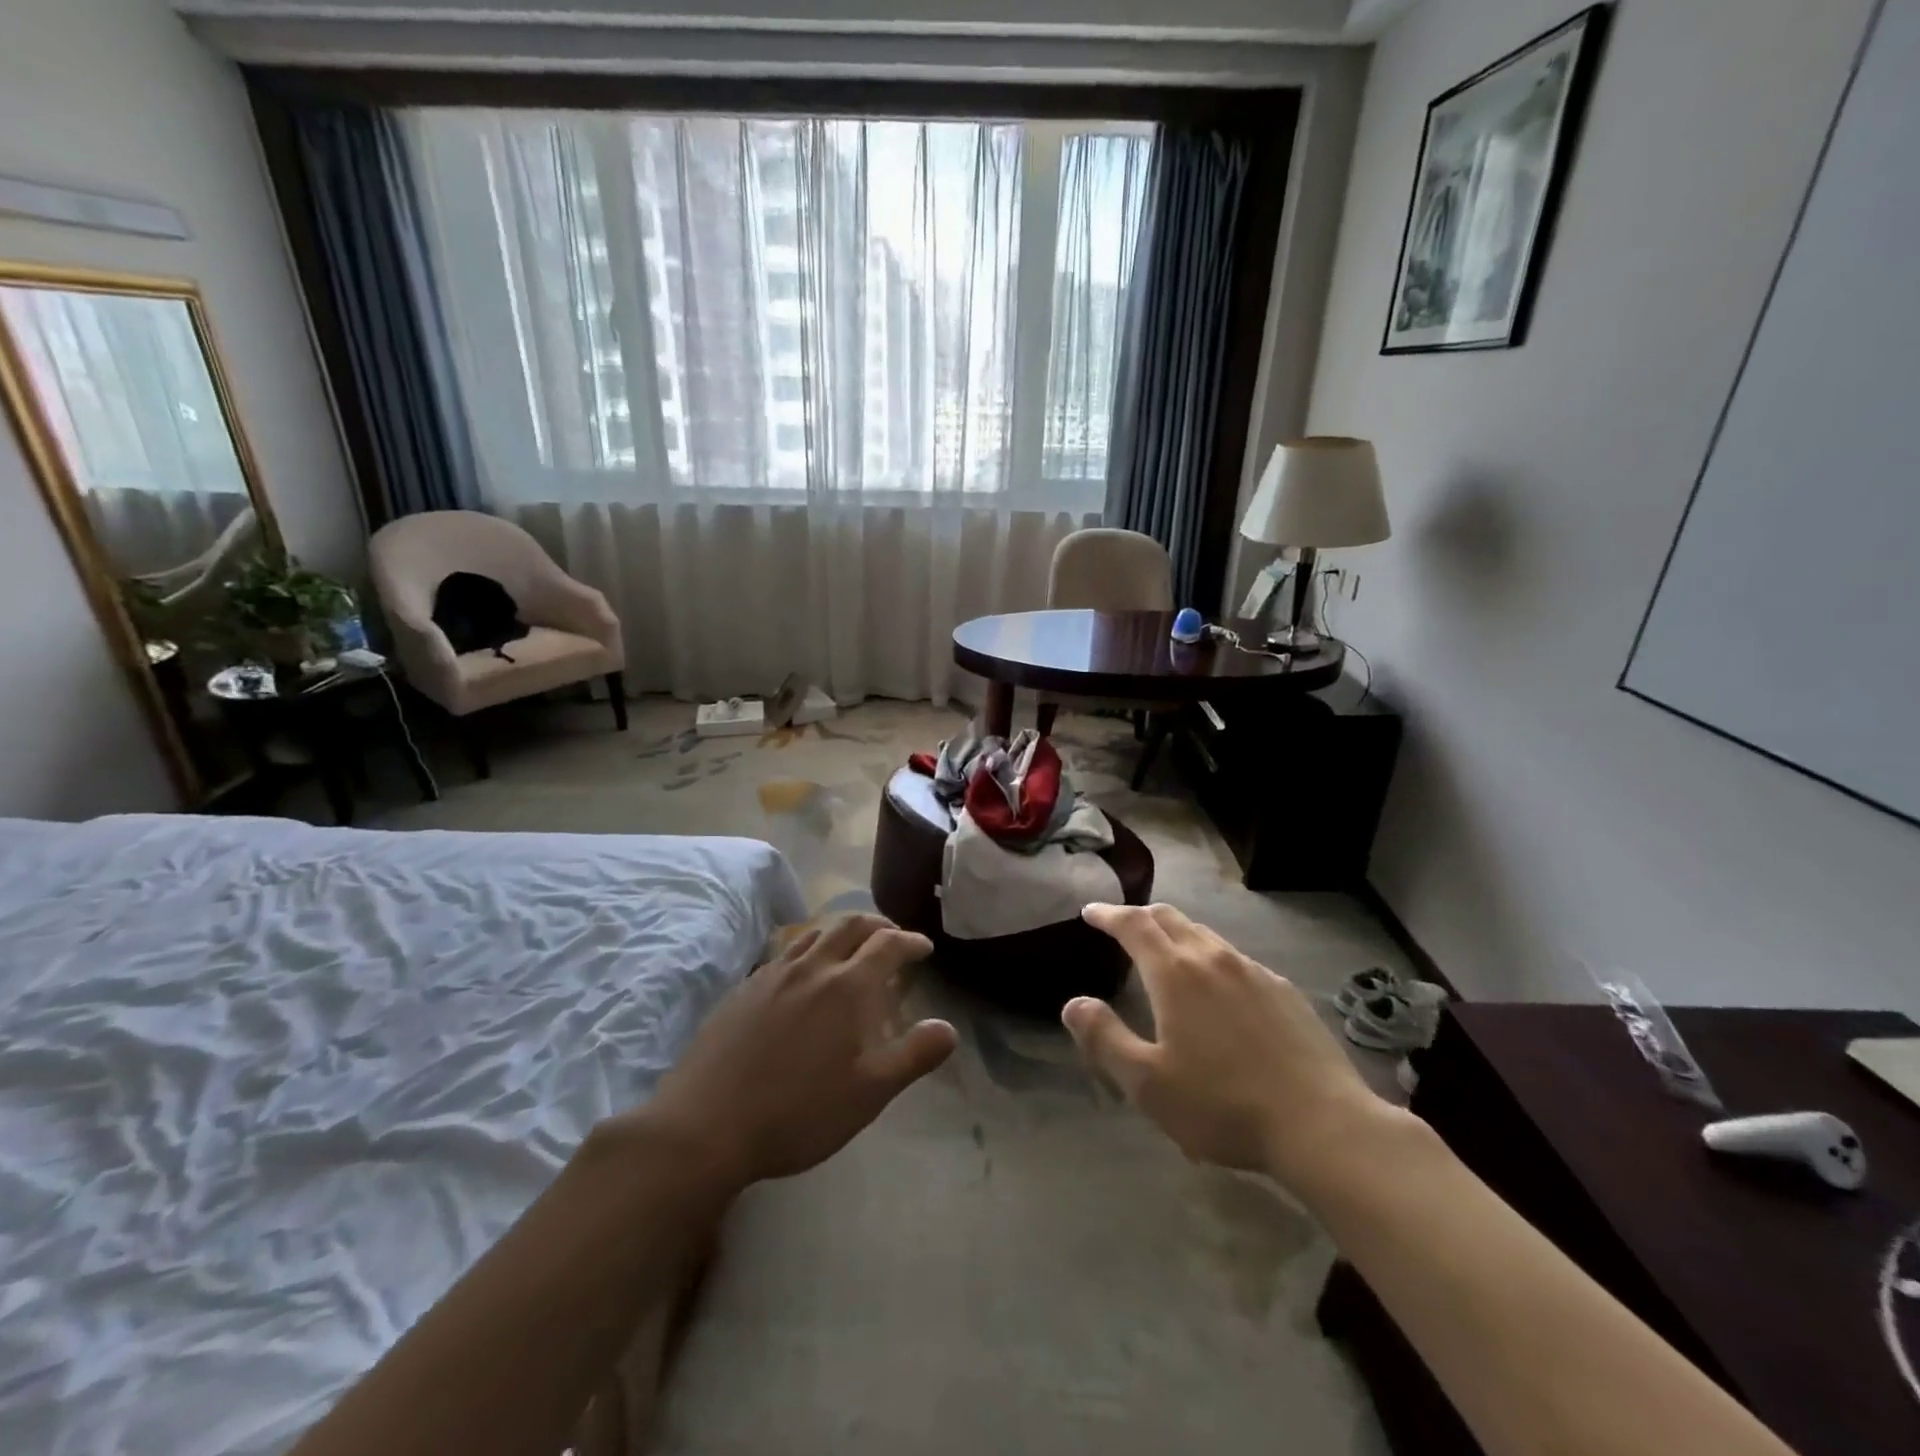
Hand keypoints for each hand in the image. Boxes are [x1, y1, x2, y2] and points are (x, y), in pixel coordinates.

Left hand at [635, 914, 957, 1191]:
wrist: (704, 1126)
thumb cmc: (797, 1112)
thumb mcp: (868, 1094)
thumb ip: (913, 1056)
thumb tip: (949, 1028)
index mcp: (847, 986)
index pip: (888, 945)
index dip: (910, 941)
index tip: (924, 947)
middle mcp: (812, 966)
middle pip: (850, 925)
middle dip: (878, 925)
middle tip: (892, 937)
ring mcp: (772, 973)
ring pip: (815, 932)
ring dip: (842, 931)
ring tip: (851, 948)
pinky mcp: (744, 988)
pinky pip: (785, 951)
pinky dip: (808, 948)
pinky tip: (803, 974)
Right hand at [1063, 903, 1391, 1191]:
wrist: (1322, 1124)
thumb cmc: (1223, 1105)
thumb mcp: (1148, 1083)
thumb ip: (1104, 1038)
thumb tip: (1074, 1003)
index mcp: (1175, 973)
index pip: (1134, 925)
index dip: (1108, 914)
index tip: (1090, 911)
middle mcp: (1213, 958)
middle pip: (1170, 918)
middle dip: (1140, 916)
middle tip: (1121, 924)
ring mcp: (1253, 971)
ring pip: (1205, 935)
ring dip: (1176, 934)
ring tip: (1165, 952)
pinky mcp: (1283, 991)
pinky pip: (1235, 959)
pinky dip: (1210, 957)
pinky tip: (1217, 987)